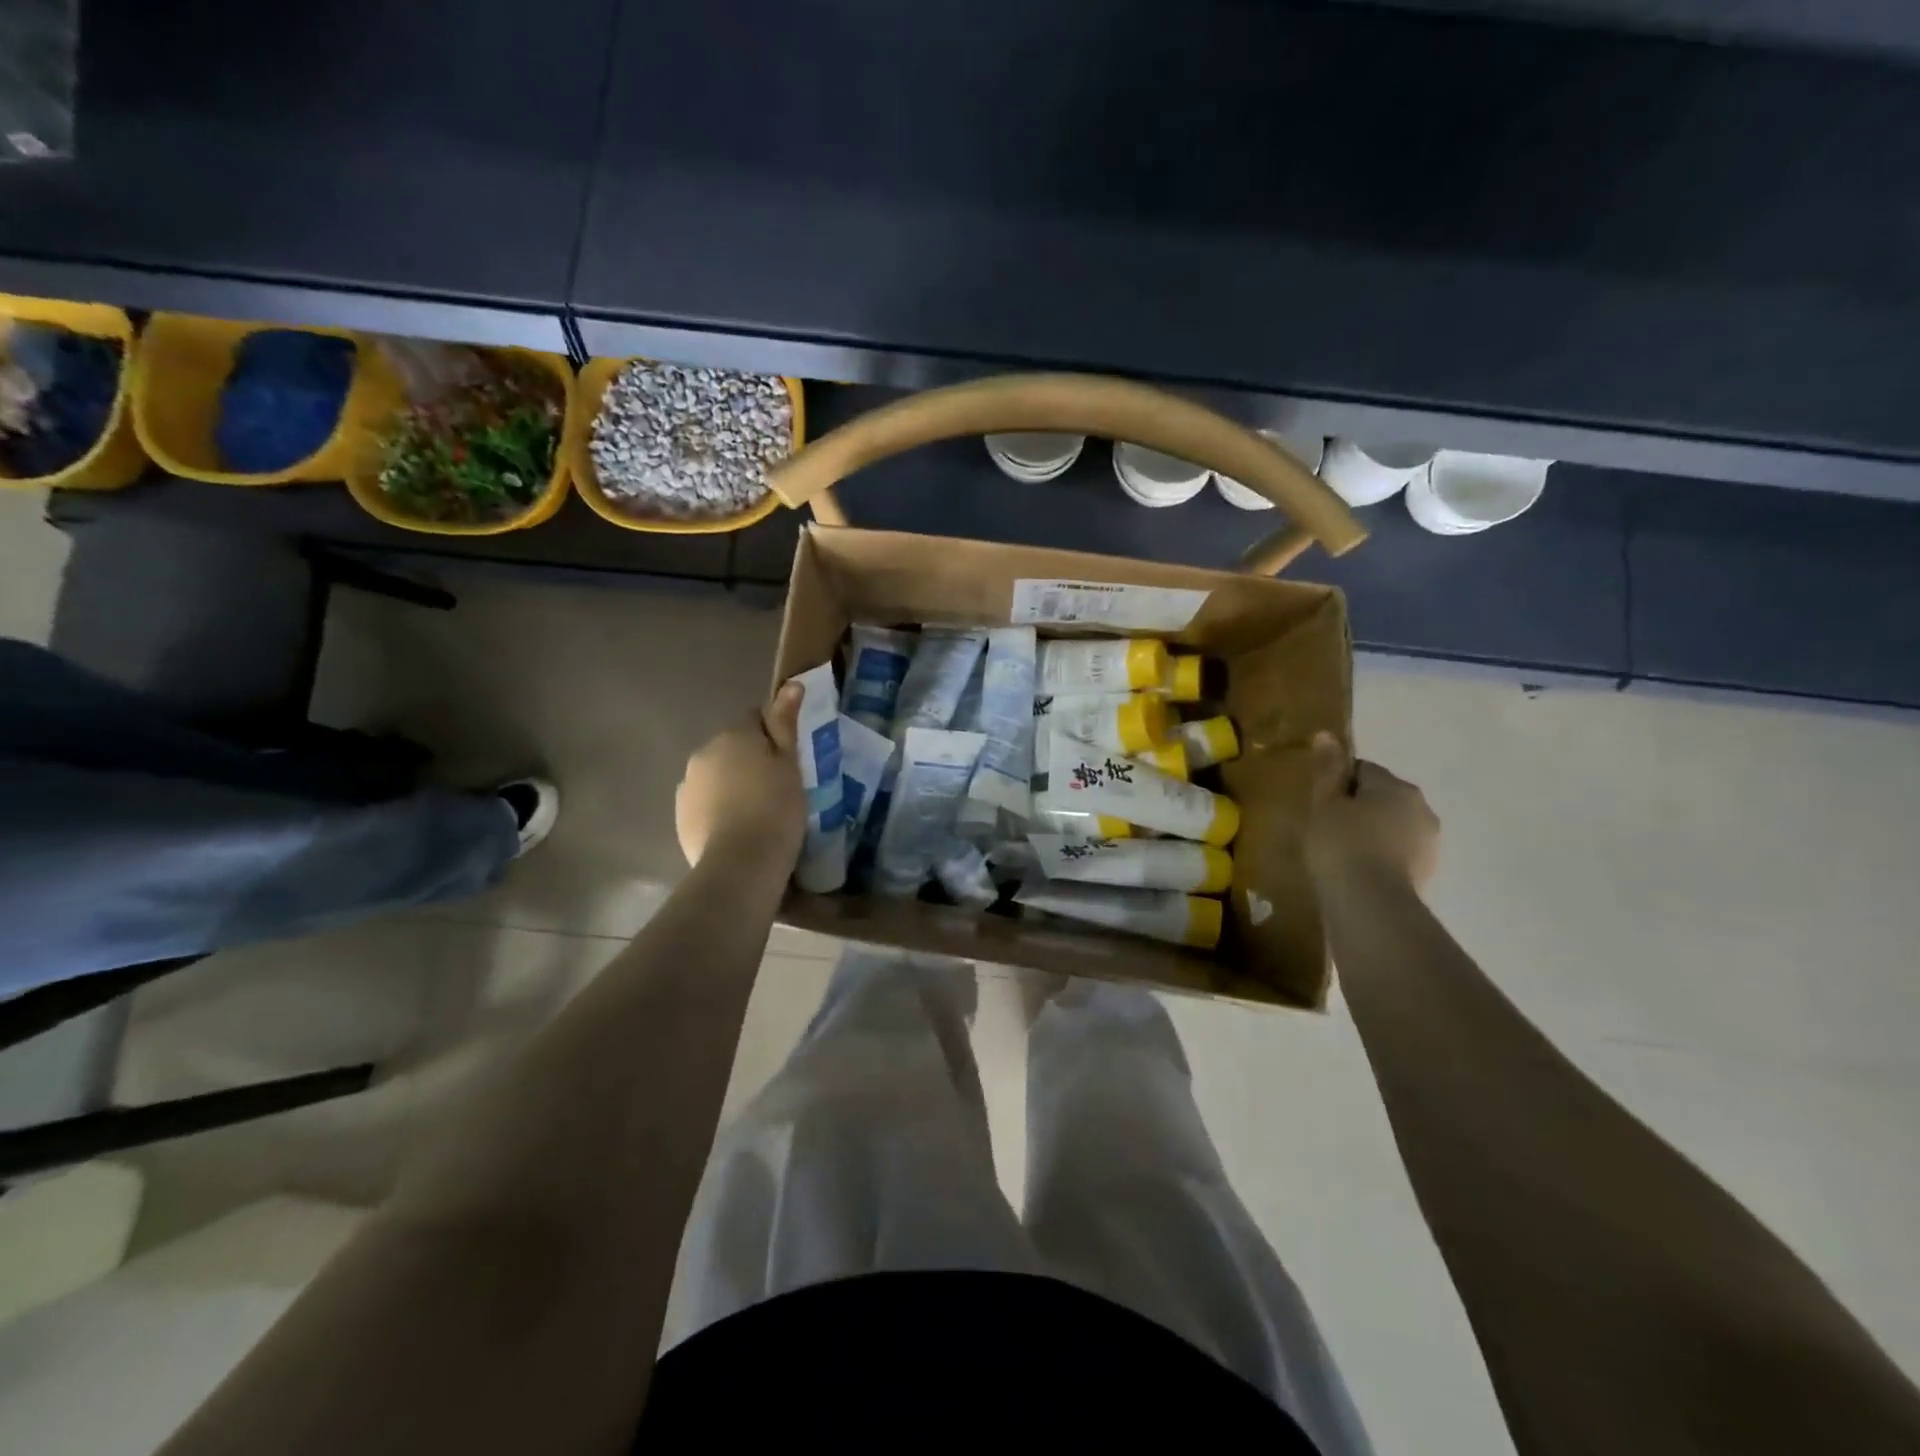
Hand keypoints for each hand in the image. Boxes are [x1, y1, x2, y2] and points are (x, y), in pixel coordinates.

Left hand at [676, 683, 805, 868]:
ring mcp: (687, 785)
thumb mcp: (790, 764)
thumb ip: (785, 723)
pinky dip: (718, 810)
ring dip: (732, 785)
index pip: (755, 719)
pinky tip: (737, 830)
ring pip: (716, 776)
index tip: (788, 761)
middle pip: (732, 748)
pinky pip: (705, 803)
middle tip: (777, 790)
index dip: (773, 737)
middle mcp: (703, 752)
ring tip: (756, 815)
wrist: (741, 864)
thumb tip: (791, 684)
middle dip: (749, 761)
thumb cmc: (776, 809)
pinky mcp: (681, 816)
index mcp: (734, 735)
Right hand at [1305, 731, 1439, 890]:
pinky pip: (1397, 854)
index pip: (1363, 770)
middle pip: (1382, 797)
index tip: (1318, 803)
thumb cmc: (1341, 845)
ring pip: (1392, 827)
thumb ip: (1328, 770)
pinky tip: (1357, 872)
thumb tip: (1327, 734)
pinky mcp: (1427, 874)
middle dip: (1358, 808)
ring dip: (1371, 833)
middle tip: (1326, 828)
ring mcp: (1429, 843)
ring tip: (1340, 854)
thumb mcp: (1324, 804)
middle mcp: (1422, 808)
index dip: (1337, 783)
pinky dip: (1380, 858)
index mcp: (1397, 786)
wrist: (1370, 905)